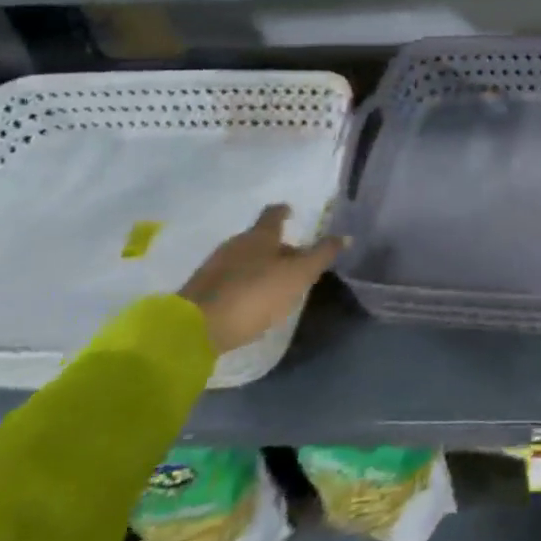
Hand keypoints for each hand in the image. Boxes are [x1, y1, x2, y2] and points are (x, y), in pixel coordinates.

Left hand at [179, 205, 345, 353]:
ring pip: (243, 258)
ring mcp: (214, 266)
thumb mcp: (297, 275)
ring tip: (273, 283)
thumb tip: (346, 235)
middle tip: (293, 259)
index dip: (284, 211)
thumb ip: (321, 255)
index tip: (291, 212)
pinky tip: (248, 301)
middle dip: (275, 246)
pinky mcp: (200, 290)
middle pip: (259, 238)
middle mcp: (235, 243)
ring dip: (258, 266)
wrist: (194, 329)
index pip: (274, 214)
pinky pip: (228, 279)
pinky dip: (242, 284)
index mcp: (260, 235)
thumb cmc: (254, 294)